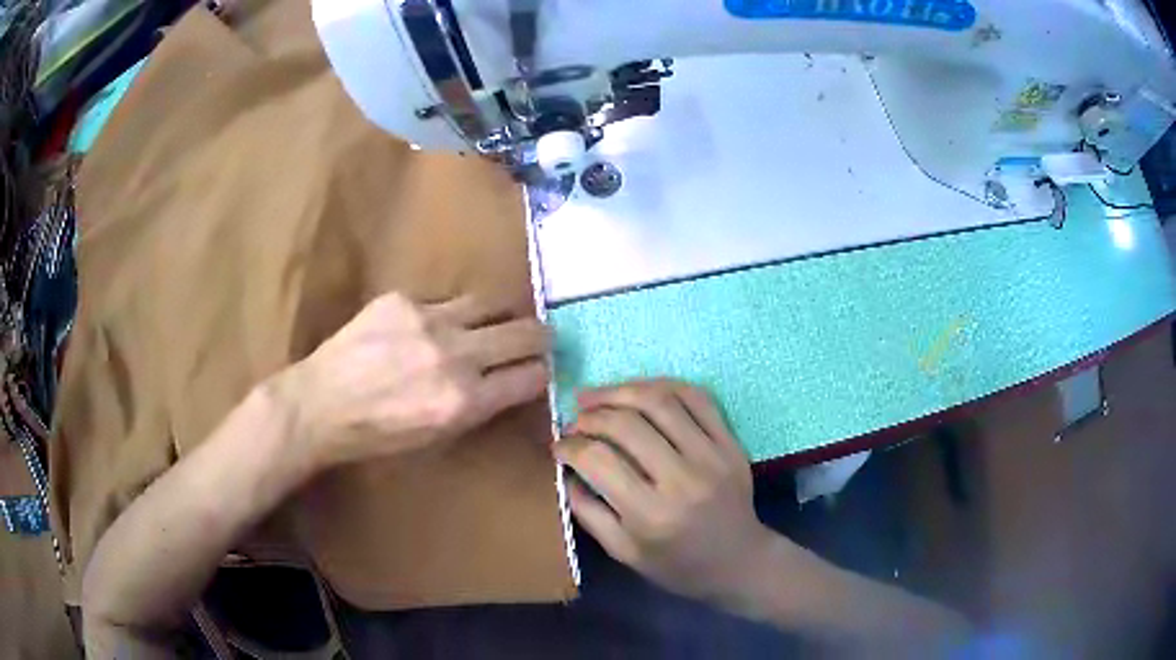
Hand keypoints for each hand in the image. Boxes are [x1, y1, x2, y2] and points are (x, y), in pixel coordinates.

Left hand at [271, 292, 548, 469]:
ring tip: (492, 321)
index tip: (544, 367)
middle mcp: (454, 357)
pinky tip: (428, 327)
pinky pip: (443, 300)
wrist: (318, 404)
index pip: (529, 377)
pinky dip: (448, 314)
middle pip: (524, 333)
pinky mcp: (401, 299)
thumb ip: (476, 406)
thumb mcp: (435, 436)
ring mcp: (428, 321)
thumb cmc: (376, 435)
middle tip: (541, 336)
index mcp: (464, 402)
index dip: (543, 371)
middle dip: (540, 336)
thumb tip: (507, 381)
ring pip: (488, 303)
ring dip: (498, 314)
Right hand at [556, 380, 772, 603]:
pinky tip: (639, 390)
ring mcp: (712, 456)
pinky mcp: (731, 442)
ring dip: (620, 391)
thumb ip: (588, 511)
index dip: (570, 446)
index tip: (558, 446)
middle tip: (575, 420)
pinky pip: (696, 398)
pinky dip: (662, 385)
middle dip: (590, 415)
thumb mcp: (623, 552)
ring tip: (596, 396)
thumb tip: (565, 469)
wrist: (739, 561)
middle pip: (626, 424)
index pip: (599, 460)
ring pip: (660, 401)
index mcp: (651, 514)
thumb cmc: (676, 565)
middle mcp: (682, 479)